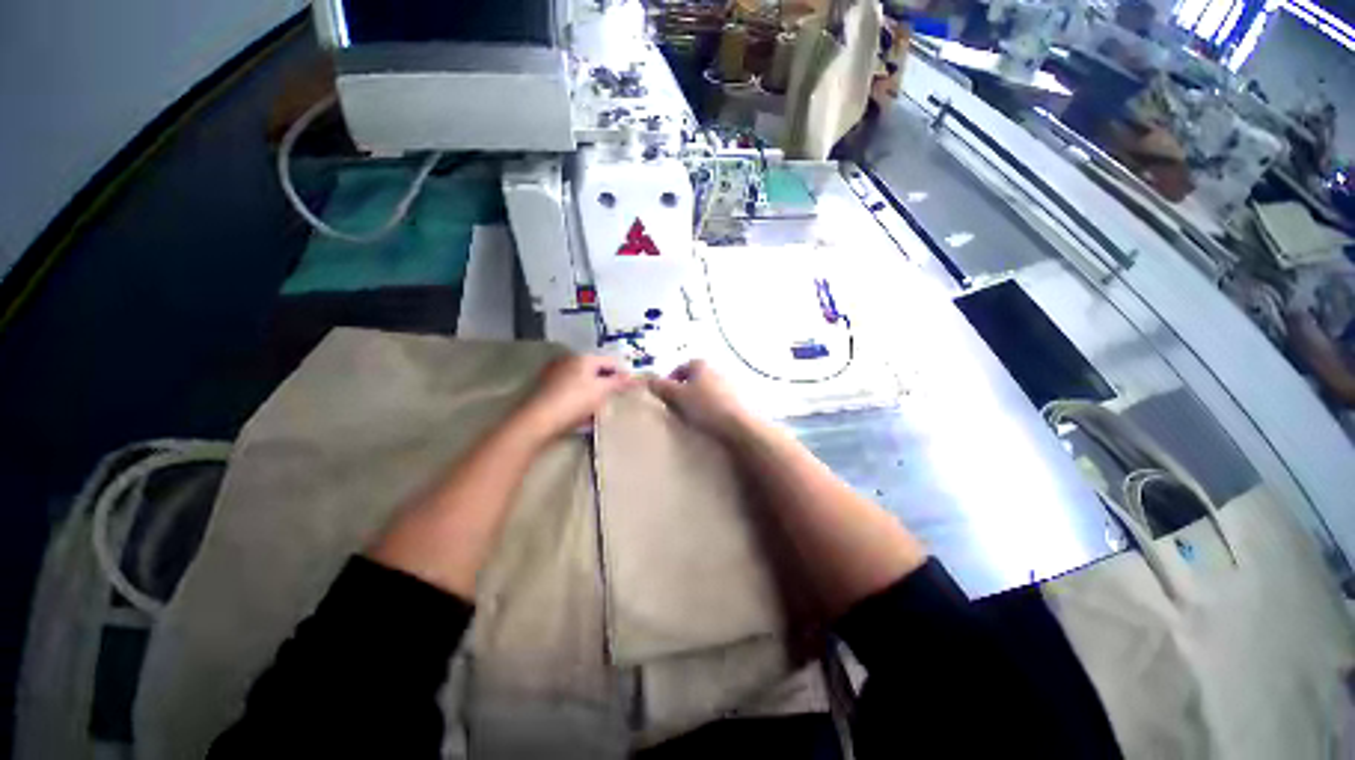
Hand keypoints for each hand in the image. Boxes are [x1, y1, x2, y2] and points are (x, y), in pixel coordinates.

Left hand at [515, 355, 633, 441]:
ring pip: (582, 384)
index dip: (622, 374)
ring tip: (598, 412)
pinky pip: (570, 394)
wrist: (537, 420)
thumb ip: (618, 382)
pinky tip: (582, 417)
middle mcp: (567, 362)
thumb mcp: (601, 391)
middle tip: (614, 400)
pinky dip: (578, 402)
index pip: (610, 361)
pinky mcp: (545, 390)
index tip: (629, 389)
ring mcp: (554, 375)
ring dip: (592, 396)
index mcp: (583, 358)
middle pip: (595, 372)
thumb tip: (634, 377)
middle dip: (605, 386)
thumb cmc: (574, 401)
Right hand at [649, 360, 752, 440]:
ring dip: (698, 400)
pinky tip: (709, 421)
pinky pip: (718, 401)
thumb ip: (662, 387)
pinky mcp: (739, 398)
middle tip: (676, 408)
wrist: (739, 425)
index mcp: (700, 364)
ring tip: (693, 418)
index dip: (669, 382)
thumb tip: (650, 381)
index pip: (680, 369)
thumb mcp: (678, 397)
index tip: (665, 398)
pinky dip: (711, 408)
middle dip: (684, 392)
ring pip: (706, 390)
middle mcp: (716, 369)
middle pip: (694, 379)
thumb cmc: (705, 406)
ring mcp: (729, 383)